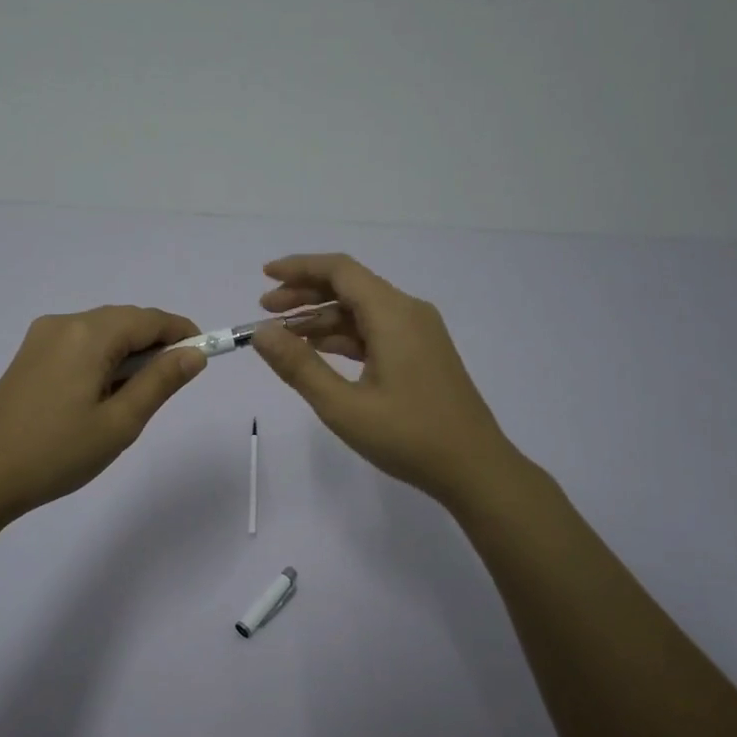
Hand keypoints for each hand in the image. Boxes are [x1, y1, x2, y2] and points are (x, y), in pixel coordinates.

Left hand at [0, 306, 205, 521]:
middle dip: (155, 344)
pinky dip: (102, 359)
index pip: (149, 319)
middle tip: (172, 384)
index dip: (182, 332)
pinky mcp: (28, 356)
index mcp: (88, 334)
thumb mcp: (120, 422)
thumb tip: (194, 353)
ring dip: (128, 353)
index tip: (204, 355)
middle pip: (124, 321)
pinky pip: (79, 344)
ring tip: (135, 397)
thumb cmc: (57, 453)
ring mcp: (41, 338)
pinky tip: (102, 394)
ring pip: (101, 332)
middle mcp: (64, 323)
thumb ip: (161, 381)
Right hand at [252, 254, 522, 506]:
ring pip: (361, 311)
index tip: (265, 276)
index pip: (340, 270)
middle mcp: (409, 312)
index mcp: (393, 314)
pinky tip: (319, 351)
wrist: (475, 468)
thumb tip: (261, 333)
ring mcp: (419, 333)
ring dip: (322, 318)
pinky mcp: (422, 353)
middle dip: (305, 294)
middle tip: (264, 310)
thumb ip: (299, 366)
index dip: (299, 268)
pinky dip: (343, 336)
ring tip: (283, 337)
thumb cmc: (409, 437)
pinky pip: (375, 331)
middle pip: (350, 286)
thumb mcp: (344, 406)